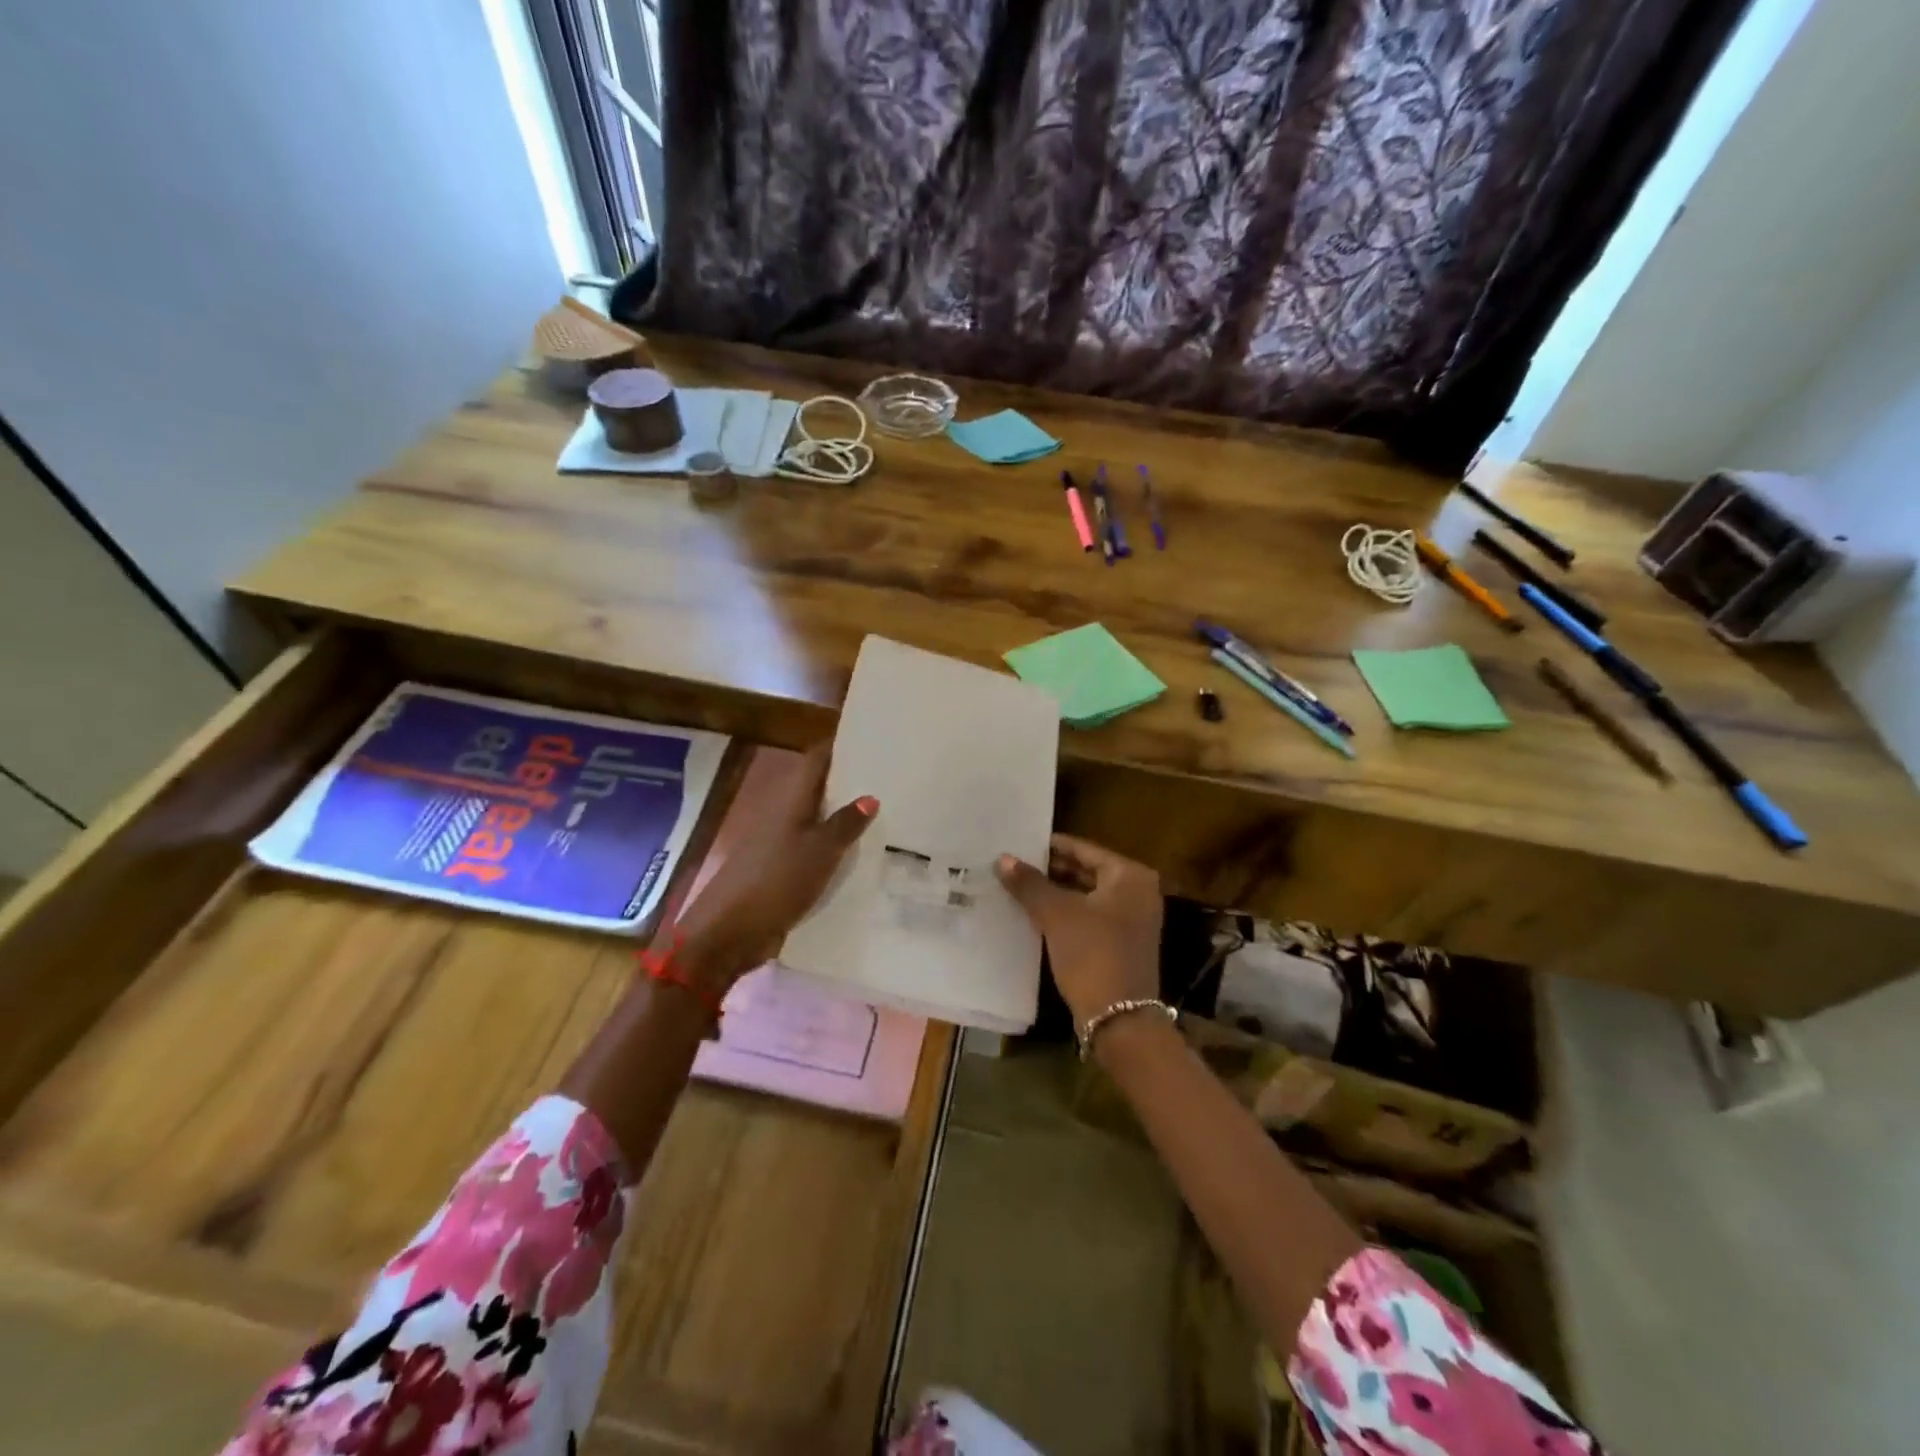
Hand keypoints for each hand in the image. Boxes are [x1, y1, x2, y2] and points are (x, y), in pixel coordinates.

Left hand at [673, 745, 876, 991]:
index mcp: (790, 800)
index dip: (841, 747)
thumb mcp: (819, 851)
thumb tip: (870, 796)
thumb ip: (845, 823)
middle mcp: (784, 815)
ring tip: (887, 816)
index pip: (817, 760)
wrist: (729, 932)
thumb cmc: (775, 881)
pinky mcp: (781, 872)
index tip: (872, 740)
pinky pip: (814, 851)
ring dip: (844, 818)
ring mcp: (780, 844)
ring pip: (818, 821)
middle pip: (818, 789)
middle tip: (892, 780)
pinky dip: (835, 849)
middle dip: (850, 783)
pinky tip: (861, 857)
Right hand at [994, 835, 1162, 1029]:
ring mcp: (1132, 919)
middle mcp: (1138, 892)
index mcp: (1130, 875)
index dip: (1049, 847)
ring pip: (1085, 895)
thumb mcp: (1056, 914)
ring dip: (1055, 892)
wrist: (1120, 1020)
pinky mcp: (1122, 943)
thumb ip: (1029, 883)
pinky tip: (1034, 913)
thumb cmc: (1092, 954)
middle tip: (1013, 865)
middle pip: (1086, 870)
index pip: (1083, 849)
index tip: (1018, 844)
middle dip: (1050, 870)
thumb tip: (1002, 858)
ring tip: (1017, 886)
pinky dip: (1065, 913)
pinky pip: (1089, 917)